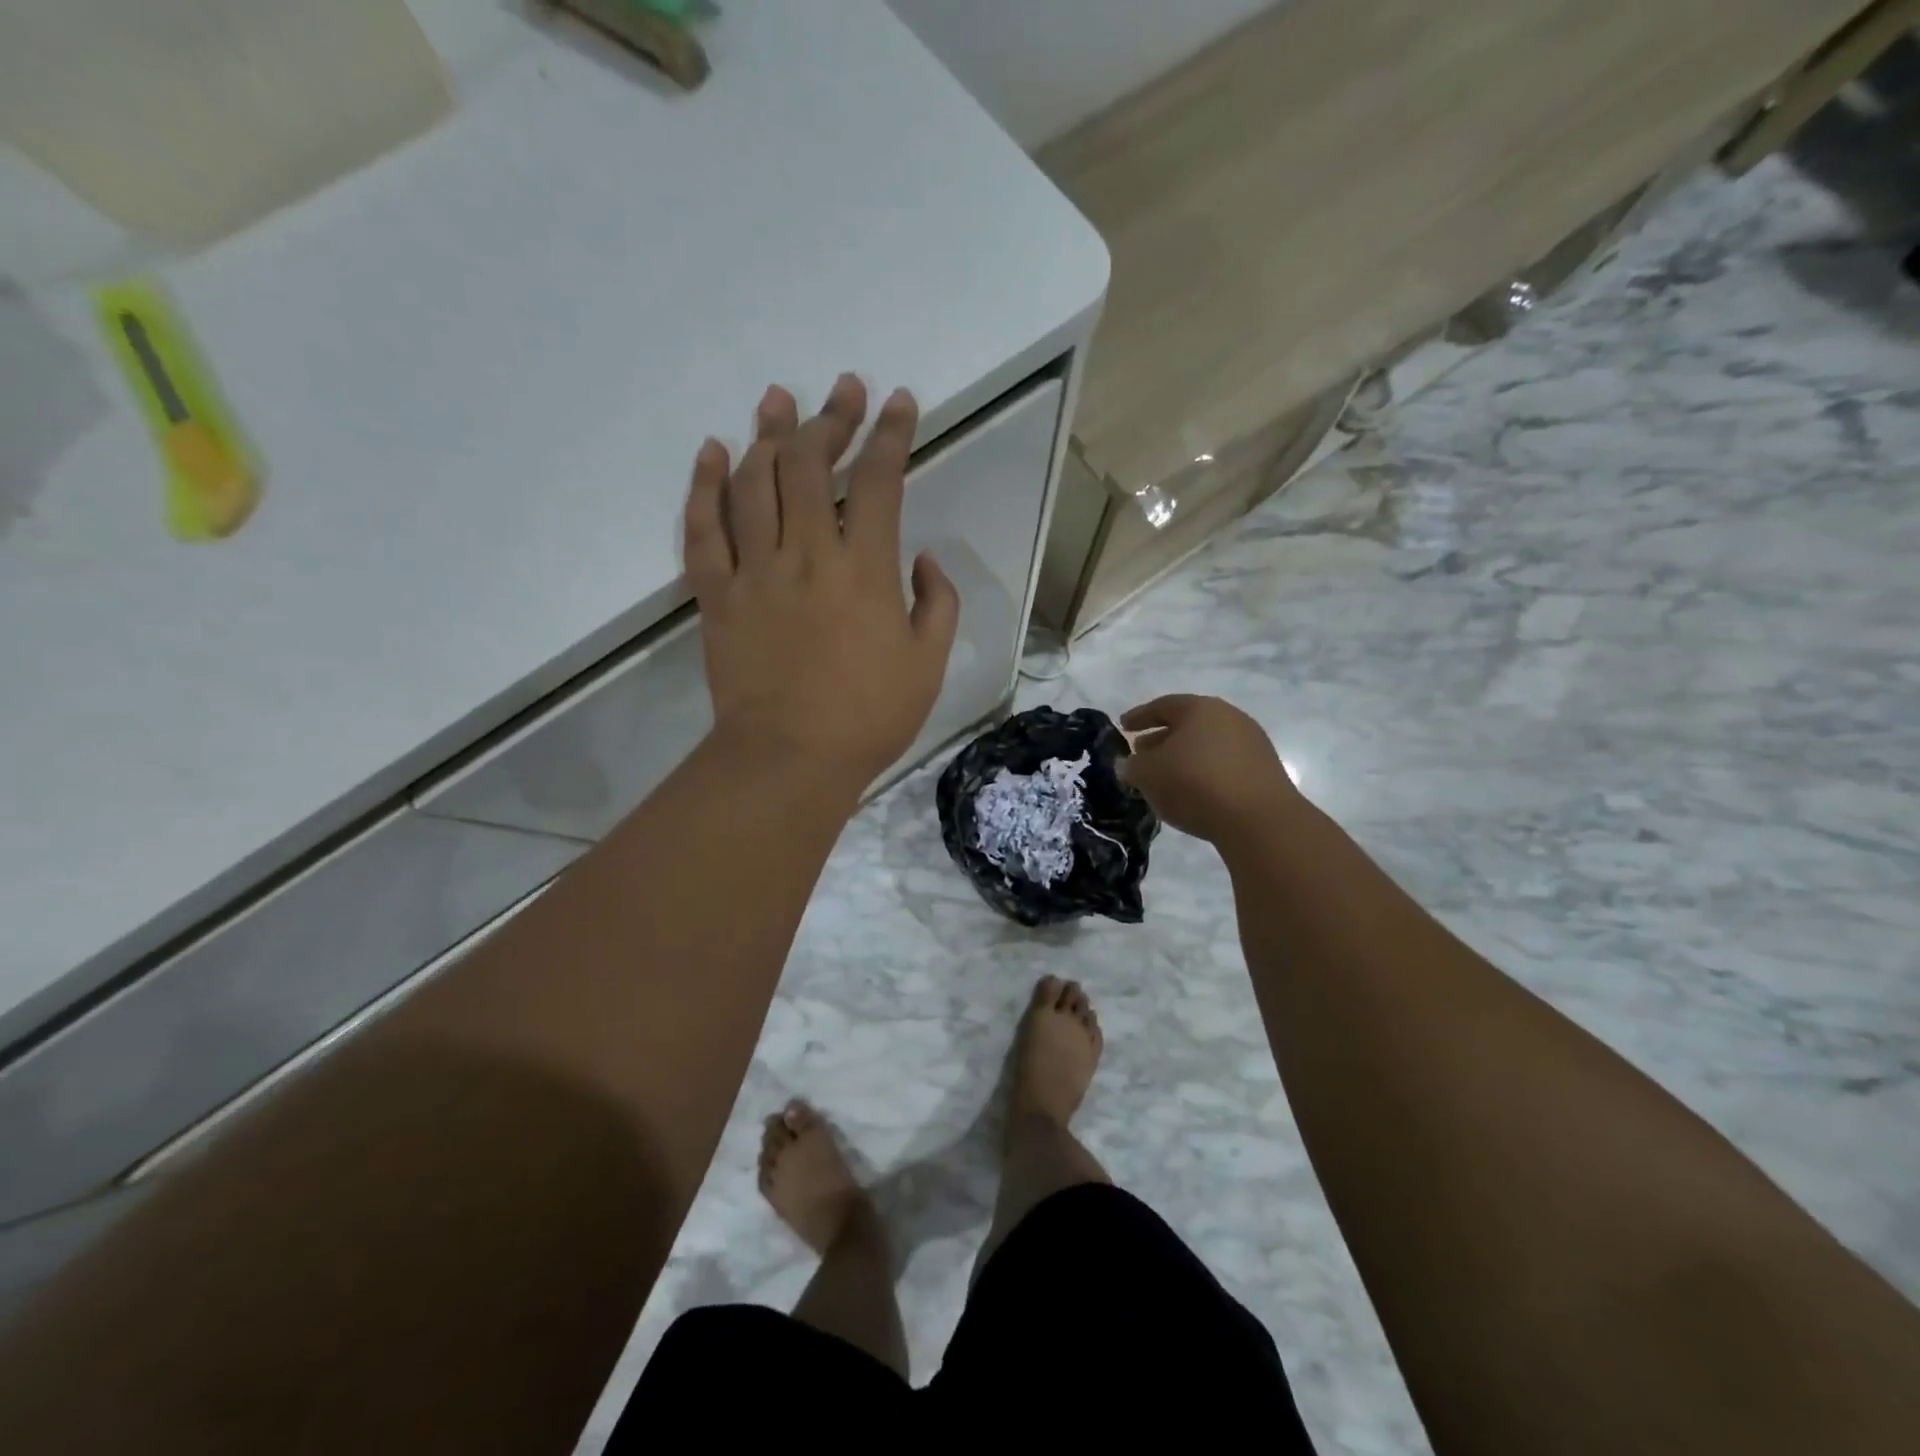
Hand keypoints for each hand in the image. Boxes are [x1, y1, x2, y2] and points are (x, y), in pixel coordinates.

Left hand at [683, 375, 959, 789]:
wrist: (790, 759)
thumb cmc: (868, 716)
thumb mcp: (928, 664)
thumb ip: (936, 604)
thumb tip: (922, 560)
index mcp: (864, 569)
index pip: (878, 481)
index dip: (891, 435)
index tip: (900, 403)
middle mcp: (806, 554)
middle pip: (810, 465)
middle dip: (830, 418)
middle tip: (843, 390)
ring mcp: (754, 572)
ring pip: (753, 483)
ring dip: (768, 434)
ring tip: (777, 399)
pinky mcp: (717, 595)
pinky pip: (703, 530)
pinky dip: (705, 486)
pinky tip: (713, 453)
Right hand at [1119, 695, 1298, 844]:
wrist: (1258, 819)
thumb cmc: (1195, 784)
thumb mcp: (1148, 775)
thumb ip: (1132, 766)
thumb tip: (1129, 764)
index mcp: (1200, 708)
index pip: (1162, 706)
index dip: (1139, 716)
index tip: (1123, 726)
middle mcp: (1229, 718)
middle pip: (1187, 724)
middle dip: (1161, 738)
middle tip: (1141, 753)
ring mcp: (1251, 743)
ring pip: (1206, 745)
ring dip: (1183, 758)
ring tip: (1165, 777)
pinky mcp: (1263, 770)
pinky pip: (1223, 764)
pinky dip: (1203, 772)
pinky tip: (1192, 792)